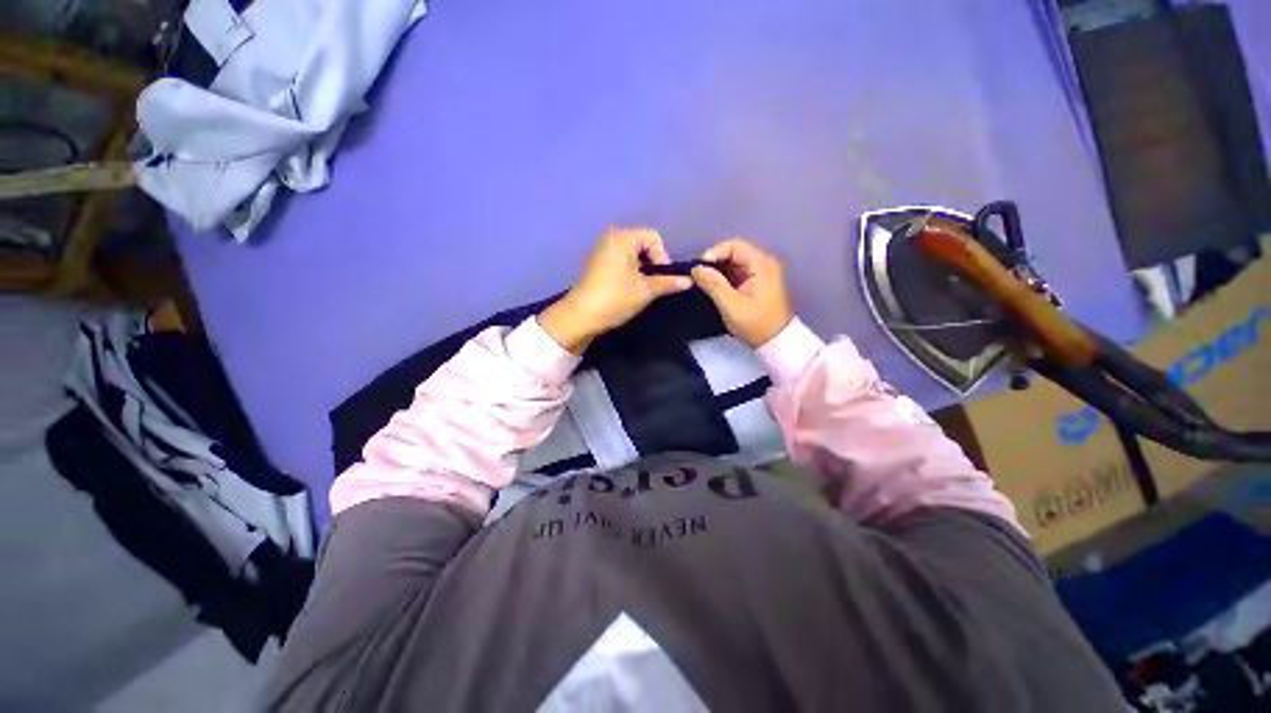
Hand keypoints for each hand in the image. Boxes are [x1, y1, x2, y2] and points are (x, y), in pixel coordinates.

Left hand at [539, 228, 691, 353]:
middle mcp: (611, 238)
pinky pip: (621, 260)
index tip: (661, 278)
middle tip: (653, 284)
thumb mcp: (645, 291)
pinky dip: (630, 271)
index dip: (662, 256)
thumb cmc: (615, 299)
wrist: (580, 317)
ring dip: (642, 269)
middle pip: (643, 243)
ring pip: (632, 253)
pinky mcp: (597, 264)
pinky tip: (628, 289)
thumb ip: (668, 283)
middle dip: (652, 263)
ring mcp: (602, 250)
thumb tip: (689, 281)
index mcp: (623, 238)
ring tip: (642, 288)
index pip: (653, 237)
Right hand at [691, 238, 792, 347]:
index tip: (699, 269)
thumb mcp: (731, 306)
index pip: (735, 246)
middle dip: (715, 262)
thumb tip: (696, 268)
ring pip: (734, 262)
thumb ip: (714, 285)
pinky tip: (714, 287)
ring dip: (718, 270)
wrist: (776, 342)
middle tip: (699, 276)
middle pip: (734, 252)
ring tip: (704, 282)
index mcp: (761, 265)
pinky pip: (738, 272)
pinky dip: (724, 277)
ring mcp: (761, 273)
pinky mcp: (757, 282)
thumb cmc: (755, 324)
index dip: (714, 253)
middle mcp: (763, 263)